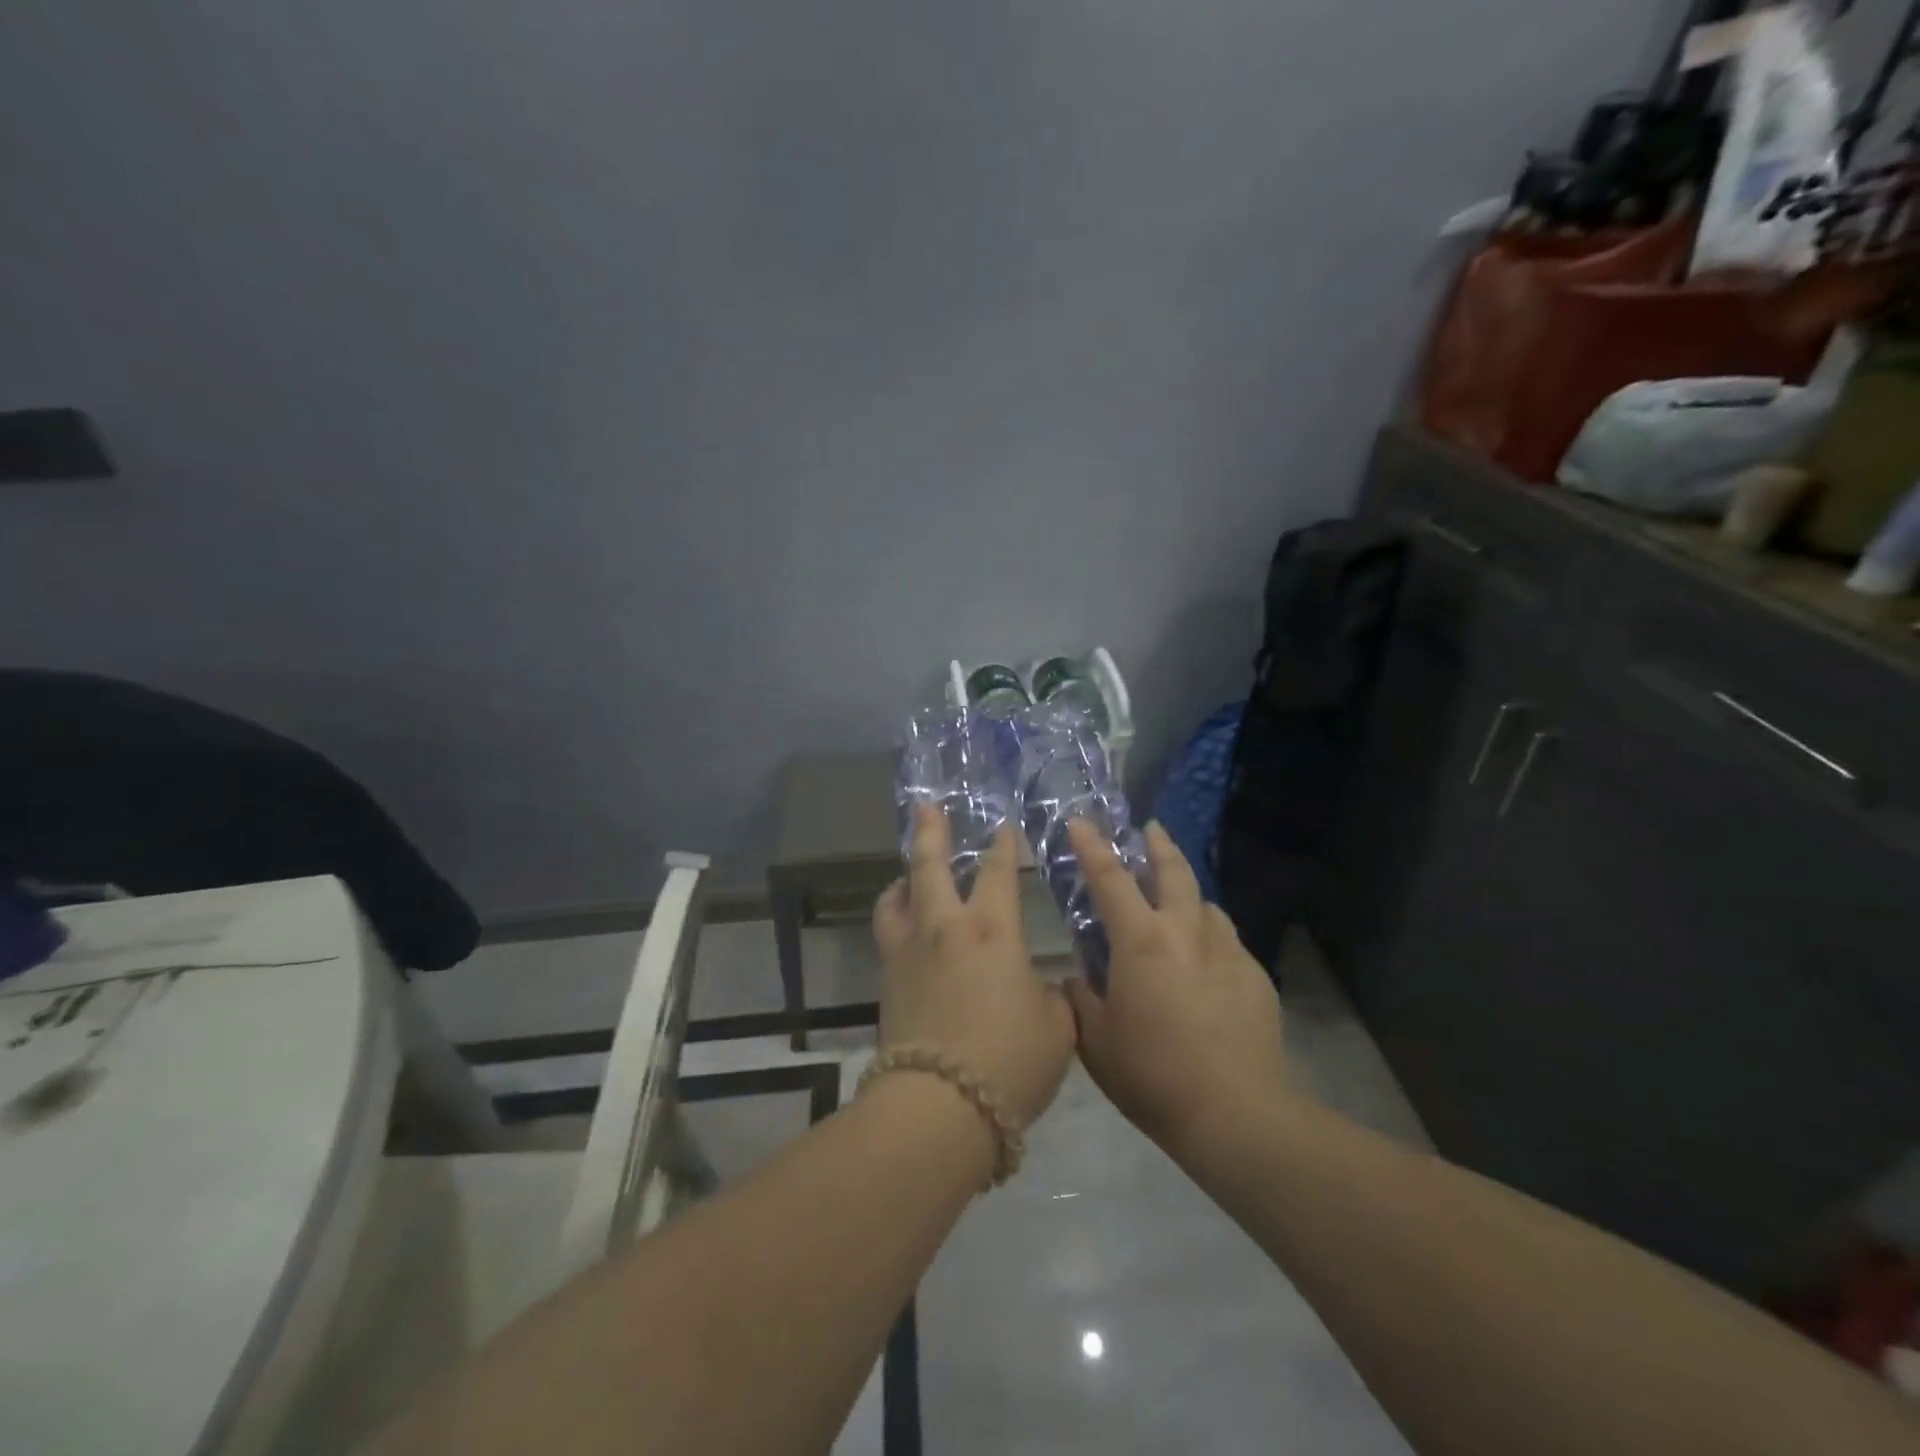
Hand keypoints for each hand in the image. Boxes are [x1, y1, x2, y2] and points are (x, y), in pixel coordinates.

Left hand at [872, 806, 1075, 1130]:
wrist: (939, 1106)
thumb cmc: (1009, 1060)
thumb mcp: (1056, 1028)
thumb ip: (1053, 997)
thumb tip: (1040, 987)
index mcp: (991, 930)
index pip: (998, 873)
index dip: (1004, 846)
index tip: (1004, 826)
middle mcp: (944, 928)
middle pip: (929, 866)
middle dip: (930, 832)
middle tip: (927, 806)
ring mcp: (908, 953)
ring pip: (896, 898)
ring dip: (904, 878)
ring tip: (908, 874)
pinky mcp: (887, 982)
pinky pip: (888, 934)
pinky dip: (895, 918)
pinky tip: (905, 929)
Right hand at [1065, 821, 1287, 1156]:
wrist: (1234, 1113)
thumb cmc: (1152, 1075)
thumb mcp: (1096, 1041)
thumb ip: (1080, 999)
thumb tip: (1077, 977)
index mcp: (1140, 941)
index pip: (1110, 879)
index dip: (1091, 847)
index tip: (1080, 822)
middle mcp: (1186, 932)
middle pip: (1174, 872)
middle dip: (1159, 845)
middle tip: (1151, 829)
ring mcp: (1228, 952)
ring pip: (1207, 906)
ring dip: (1189, 896)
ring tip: (1180, 903)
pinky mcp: (1257, 977)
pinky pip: (1229, 944)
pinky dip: (1212, 940)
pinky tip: (1209, 965)